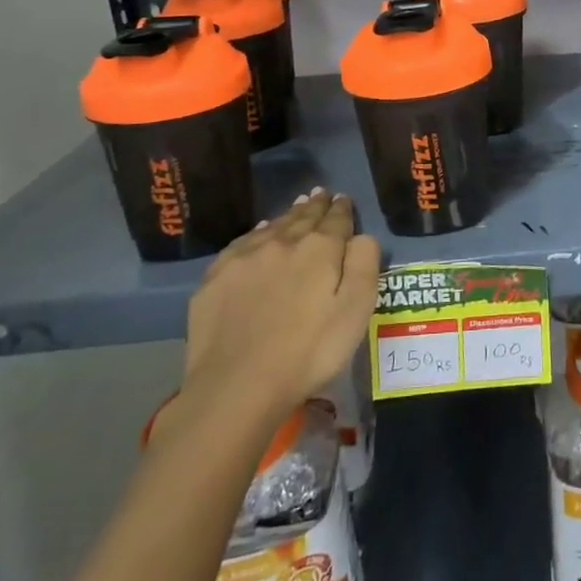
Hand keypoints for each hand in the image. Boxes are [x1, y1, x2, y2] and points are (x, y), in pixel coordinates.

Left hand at [172, 190, 379, 444]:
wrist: (237, 386)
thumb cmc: (309, 352)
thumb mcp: (356, 311)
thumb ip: (364, 265)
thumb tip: (361, 235)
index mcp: (320, 249)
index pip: (336, 219)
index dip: (342, 208)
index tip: (344, 199)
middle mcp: (282, 242)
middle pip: (303, 217)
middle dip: (316, 205)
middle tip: (322, 194)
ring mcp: (245, 258)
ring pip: (273, 226)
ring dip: (289, 215)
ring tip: (298, 206)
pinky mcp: (216, 278)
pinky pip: (242, 242)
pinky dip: (257, 233)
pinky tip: (260, 233)